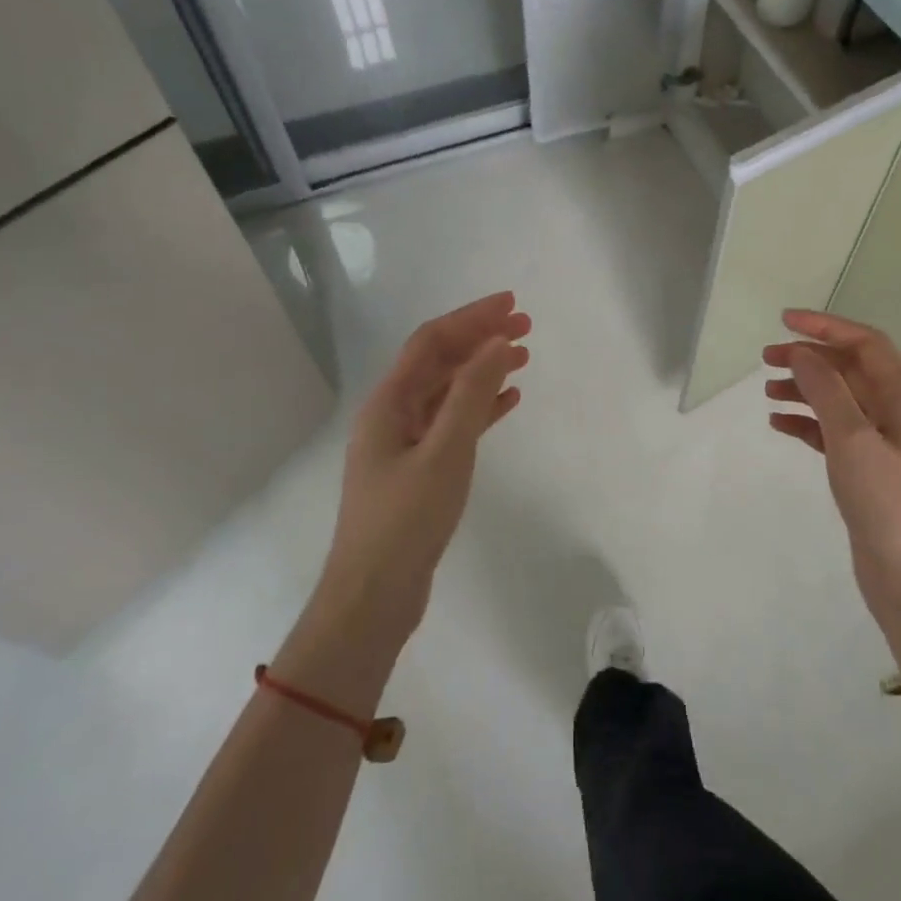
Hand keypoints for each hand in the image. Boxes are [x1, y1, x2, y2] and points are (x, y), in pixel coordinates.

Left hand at [315, 292, 529, 638]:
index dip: (471, 318)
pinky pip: (453, 424)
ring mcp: (404, 444)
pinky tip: (509, 401)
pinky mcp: (419, 470)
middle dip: (480, 339)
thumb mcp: (444, 452)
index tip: (512, 305)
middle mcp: (392, 415)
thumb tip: (497, 342)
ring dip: (483, 370)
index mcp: (388, 403)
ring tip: (523, 357)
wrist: (373, 596)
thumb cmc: (406, 520)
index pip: (432, 342)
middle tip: (526, 326)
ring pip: (448, 392)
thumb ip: (471, 395)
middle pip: (439, 362)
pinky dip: (480, 408)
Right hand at [764, 310, 900, 659]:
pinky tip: (779, 425)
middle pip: (850, 370)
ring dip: (804, 390)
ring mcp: (881, 444)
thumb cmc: (888, 504)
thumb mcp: (853, 440)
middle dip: (810, 359)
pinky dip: (806, 424)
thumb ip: (826, 391)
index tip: (785, 322)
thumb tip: (801, 353)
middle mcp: (896, 414)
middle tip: (766, 359)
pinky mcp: (866, 470)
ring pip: (838, 401)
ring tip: (767, 392)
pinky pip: (832, 432)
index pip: (866, 345)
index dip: (827, 327)